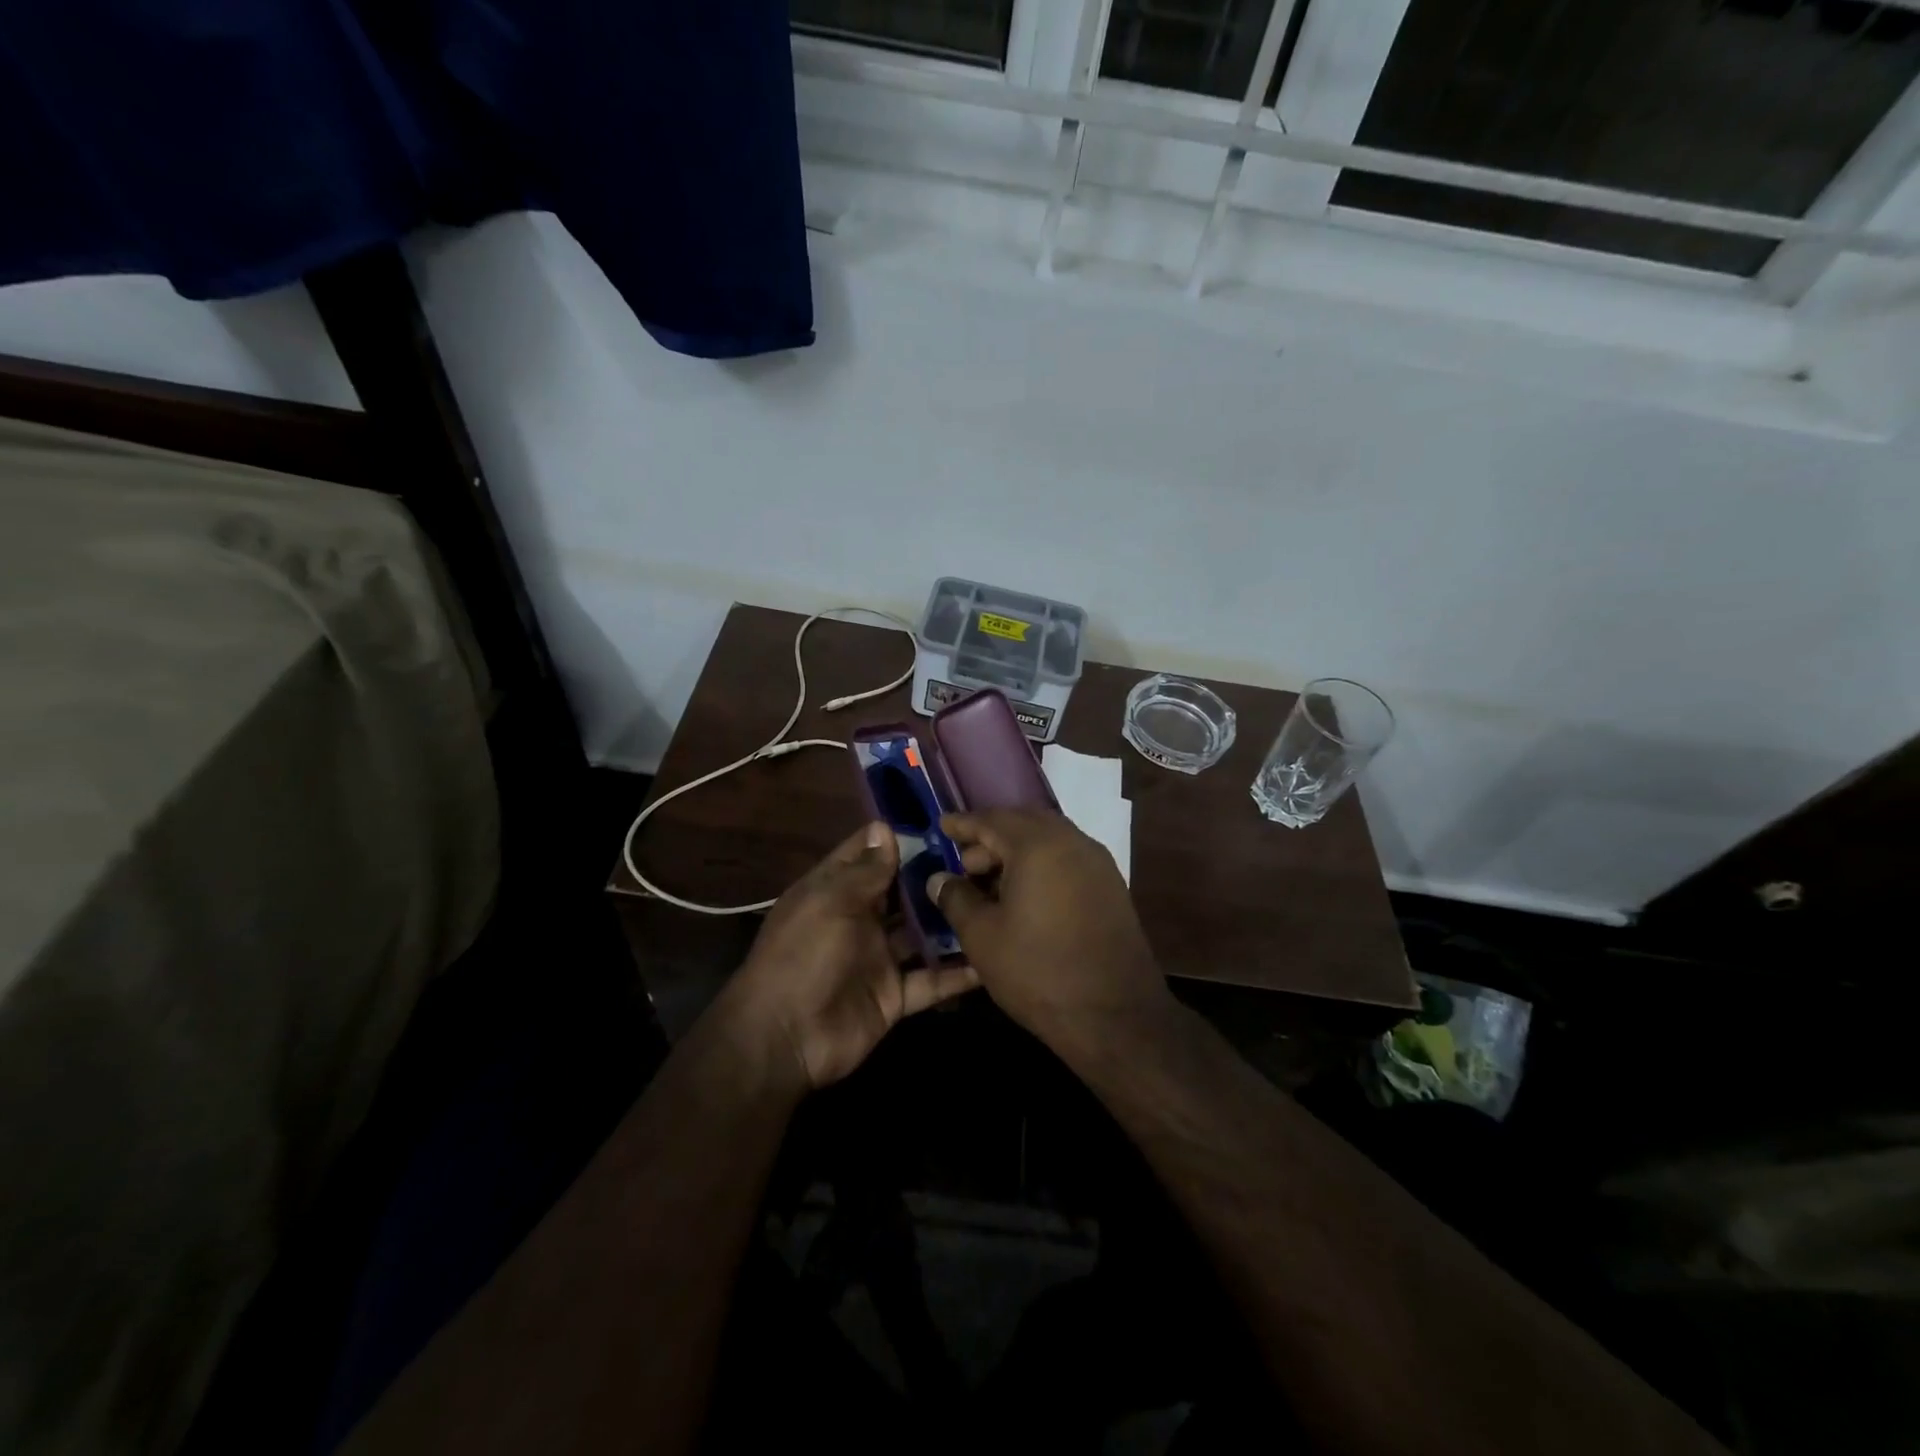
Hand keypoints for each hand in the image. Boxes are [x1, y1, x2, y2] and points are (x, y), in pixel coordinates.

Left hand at [721, 822, 979, 1090]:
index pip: (869, 853)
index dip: (899, 837)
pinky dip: (958, 973)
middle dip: (936, 876)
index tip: (943, 824)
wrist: (785, 1039)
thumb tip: (885, 827)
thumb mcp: (831, 903)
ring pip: (923, 933)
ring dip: (951, 921)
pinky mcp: (895, 995)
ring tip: (996, 902)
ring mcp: (878, 957)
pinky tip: (992, 961)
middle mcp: (859, 918)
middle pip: (902, 891)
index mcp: (835, 890)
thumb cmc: (803, 956)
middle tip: (986, 861)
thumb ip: (865, 870)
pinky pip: (932, 980)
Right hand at [927, 810, 1173, 1050]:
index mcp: (1038, 845)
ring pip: (1050, 840)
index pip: (992, 821)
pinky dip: (1042, 864)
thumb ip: (956, 899)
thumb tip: (940, 878)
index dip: (964, 824)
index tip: (942, 825)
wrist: (1116, 1016)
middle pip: (1024, 823)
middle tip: (965, 862)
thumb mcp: (982, 937)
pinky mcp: (1112, 887)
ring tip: (991, 883)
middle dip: (992, 836)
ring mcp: (1098, 864)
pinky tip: (1026, 896)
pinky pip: (1068, 859)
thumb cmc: (1038, 972)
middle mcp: (1072, 842)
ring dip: (1018, 851)